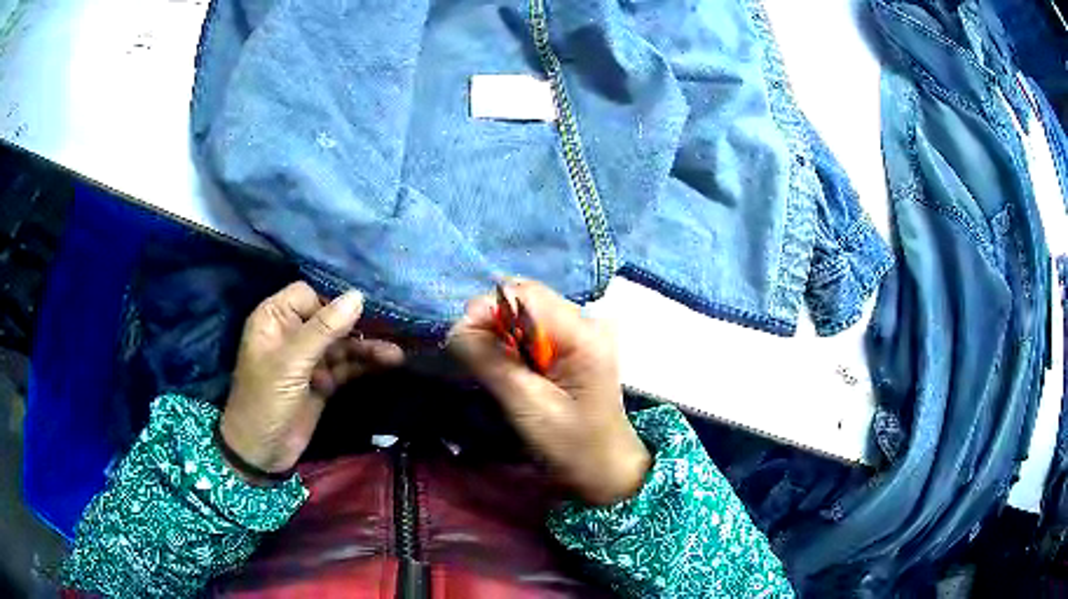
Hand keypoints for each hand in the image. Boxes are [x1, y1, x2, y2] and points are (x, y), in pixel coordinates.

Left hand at [220, 282, 403, 478]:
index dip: (329, 304)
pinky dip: (364, 366)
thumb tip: (358, 296)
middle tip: (389, 332)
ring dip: (366, 348)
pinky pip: (346, 366)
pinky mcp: (322, 381)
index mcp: (274, 319)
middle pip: (329, 320)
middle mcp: (292, 334)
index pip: (307, 295)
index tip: (356, 316)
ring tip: (395, 356)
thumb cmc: (265, 400)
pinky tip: (387, 364)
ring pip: (341, 344)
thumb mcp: (291, 363)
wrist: (262, 452)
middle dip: (357, 327)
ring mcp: (308, 359)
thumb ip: (324, 329)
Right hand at [448, 280, 650, 505]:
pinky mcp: (573, 346)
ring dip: (501, 332)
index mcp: (580, 333)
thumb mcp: (528, 406)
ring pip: (525, 311)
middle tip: (475, 356)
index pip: (524, 294)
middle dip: (491, 320)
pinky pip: (533, 329)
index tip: (463, 340)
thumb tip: (457, 327)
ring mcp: (580, 332)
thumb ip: (491, 361)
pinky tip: (510, 368)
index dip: (487, 309)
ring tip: (492, 365)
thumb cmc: (572, 445)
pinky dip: (513, 341)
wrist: (607, 470)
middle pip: (524, 297)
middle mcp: (584, 321)